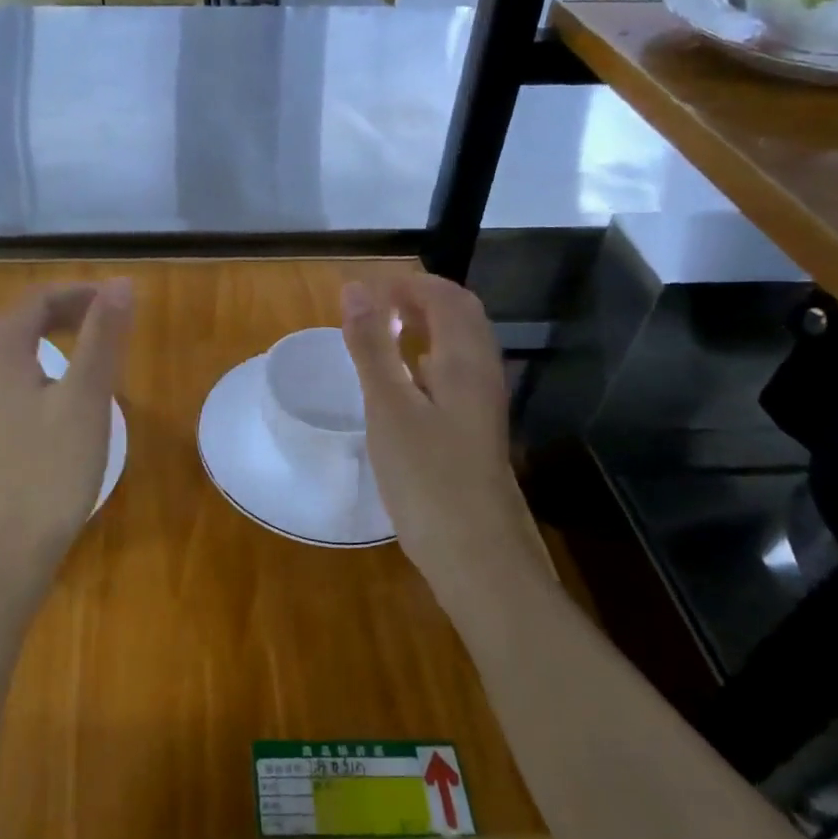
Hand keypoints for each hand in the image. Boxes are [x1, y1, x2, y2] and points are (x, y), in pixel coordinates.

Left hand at [0, 280, 133, 569]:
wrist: (9, 548)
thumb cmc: (52, 468)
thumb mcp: (87, 397)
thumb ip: (103, 336)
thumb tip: (121, 283)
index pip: (39, 298)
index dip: (82, 293)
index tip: (122, 301)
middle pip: (22, 317)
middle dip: (68, 310)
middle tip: (111, 320)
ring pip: (15, 346)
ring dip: (54, 335)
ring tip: (94, 346)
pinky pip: (11, 374)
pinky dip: (42, 363)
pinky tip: (64, 388)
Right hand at [341, 275, 537, 591]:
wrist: (477, 555)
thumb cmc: (428, 476)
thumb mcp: (389, 406)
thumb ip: (372, 346)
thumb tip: (355, 288)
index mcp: (465, 360)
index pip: (447, 297)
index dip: (410, 283)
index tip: (367, 288)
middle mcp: (482, 375)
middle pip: (461, 318)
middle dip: (421, 300)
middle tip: (376, 305)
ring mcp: (482, 407)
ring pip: (459, 349)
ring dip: (426, 329)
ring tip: (384, 334)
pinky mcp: (474, 433)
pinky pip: (454, 378)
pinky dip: (427, 362)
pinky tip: (405, 384)